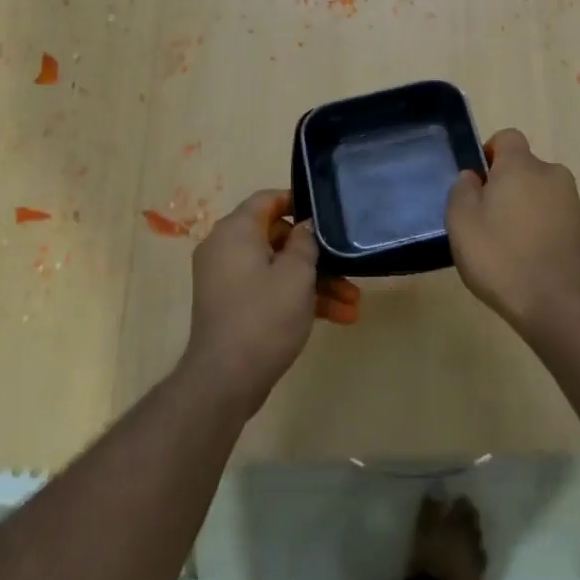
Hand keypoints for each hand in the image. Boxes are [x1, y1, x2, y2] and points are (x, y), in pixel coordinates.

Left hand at [182, 189, 361, 413]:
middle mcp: (226, 249)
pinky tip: (337, 318)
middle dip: (317, 255)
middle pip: (278, 238)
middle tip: (348, 269)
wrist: (225, 380)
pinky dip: (298, 300)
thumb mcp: (296, 274)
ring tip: (353, 304)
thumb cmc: (264, 316)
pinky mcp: (234, 307)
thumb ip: (305, 242)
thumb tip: (304, 227)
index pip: (267, 199)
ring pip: (278, 269)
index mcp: (235, 232)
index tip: (327, 213)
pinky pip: (269, 291)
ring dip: (316, 284)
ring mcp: (228, 280)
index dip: (298, 201)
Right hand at [445, 129, 579, 326]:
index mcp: (522, 165)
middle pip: (523, 168)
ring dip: (523, 208)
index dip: (489, 154)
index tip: (477, 184)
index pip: (507, 137)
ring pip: (539, 193)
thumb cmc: (500, 257)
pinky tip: (526, 257)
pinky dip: (539, 227)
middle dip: (505, 185)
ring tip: (506, 243)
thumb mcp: (461, 222)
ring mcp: (572, 202)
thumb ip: (462, 190)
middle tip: (485, 219)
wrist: (556, 304)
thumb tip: (473, 177)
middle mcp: (553, 174)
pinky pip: (553, 215)